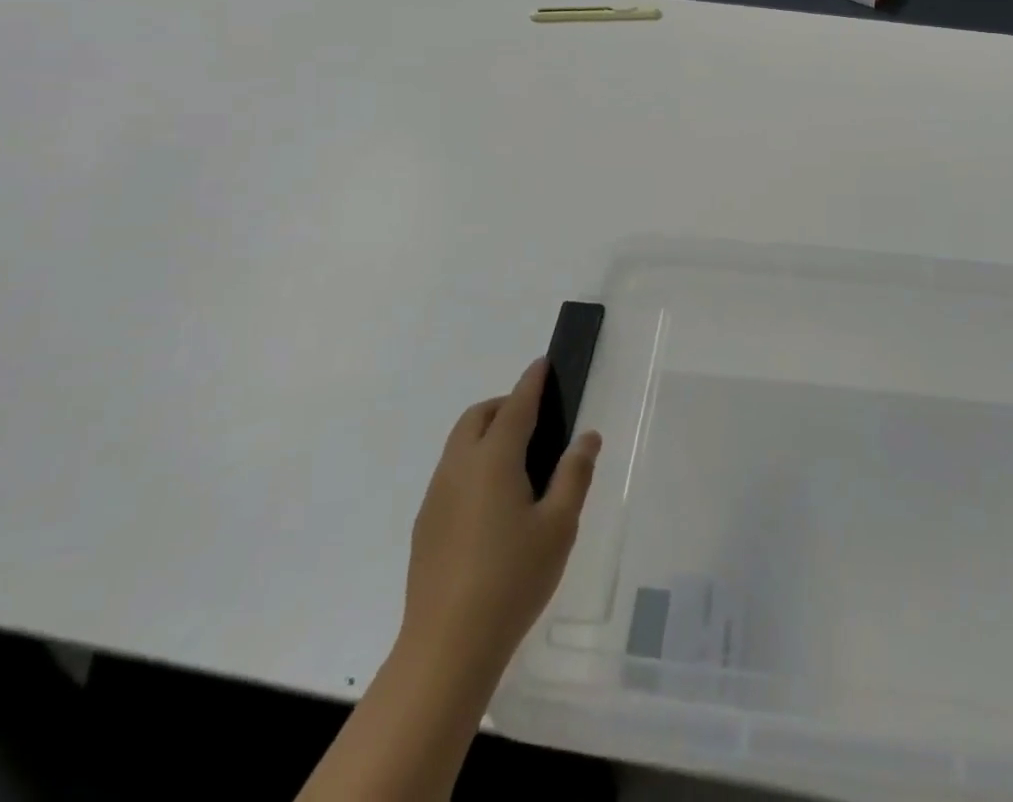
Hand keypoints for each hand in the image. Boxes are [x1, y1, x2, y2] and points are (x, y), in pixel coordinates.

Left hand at [399, 359, 601, 674]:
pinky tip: (493, 502)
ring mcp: (436, 497)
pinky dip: (473, 463)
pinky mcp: (425, 525)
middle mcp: (458, 467)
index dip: (531, 382)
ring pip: (459, 444)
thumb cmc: (512, 580)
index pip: (516, 405)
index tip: (543, 364)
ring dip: (486, 433)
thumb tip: (587, 437)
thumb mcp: (559, 526)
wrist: (446, 649)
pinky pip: (451, 473)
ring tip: (519, 462)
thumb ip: (574, 474)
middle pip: (477, 417)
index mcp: (493, 459)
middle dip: (504, 405)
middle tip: (536, 419)